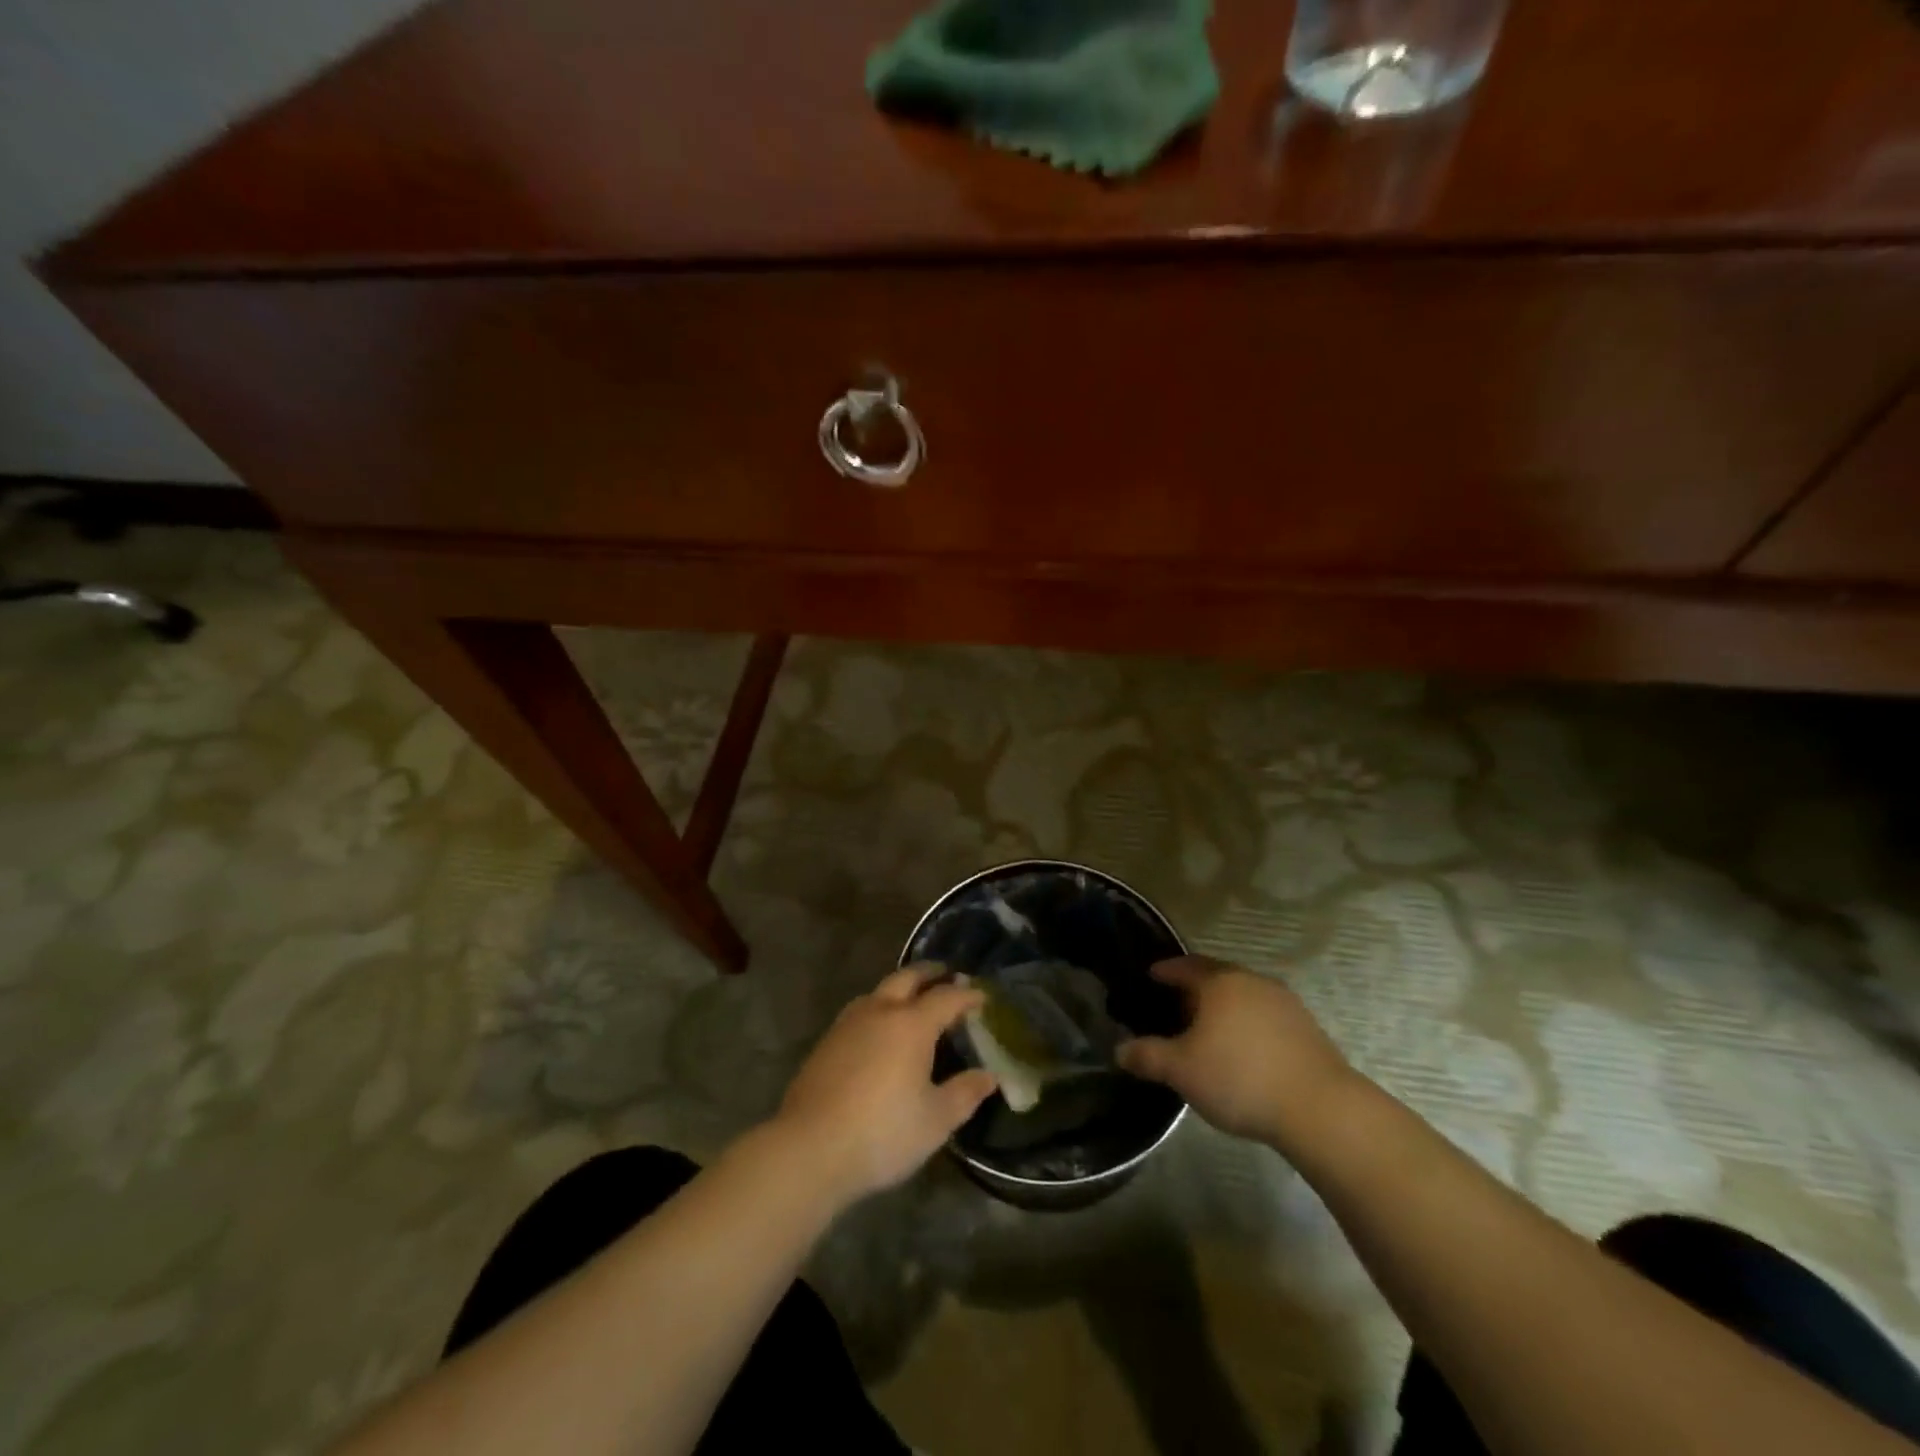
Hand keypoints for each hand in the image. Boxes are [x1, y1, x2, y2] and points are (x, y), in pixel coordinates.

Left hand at [773, 965, 996, 1206]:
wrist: (810, 1149)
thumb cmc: (883, 1133)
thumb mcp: (936, 1120)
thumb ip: (965, 1093)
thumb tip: (989, 1076)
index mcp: (911, 1024)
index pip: (946, 997)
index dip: (967, 995)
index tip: (982, 997)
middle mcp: (880, 1011)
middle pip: (908, 977)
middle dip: (930, 973)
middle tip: (947, 973)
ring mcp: (848, 1024)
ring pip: (879, 991)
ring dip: (900, 987)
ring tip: (913, 998)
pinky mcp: (826, 1042)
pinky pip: (860, 1010)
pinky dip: (879, 1007)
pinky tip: (879, 1029)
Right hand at [1117, 956, 1359, 1150]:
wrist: (1321, 1109)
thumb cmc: (1240, 1078)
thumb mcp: (1182, 1071)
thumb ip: (1148, 1056)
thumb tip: (1120, 1050)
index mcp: (1220, 982)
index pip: (1185, 965)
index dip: (1166, 970)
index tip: (1151, 975)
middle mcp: (1252, 981)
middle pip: (1217, 977)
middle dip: (1194, 988)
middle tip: (1175, 1005)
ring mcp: (1285, 1003)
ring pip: (1243, 996)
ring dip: (1224, 1007)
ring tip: (1208, 1029)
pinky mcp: (1307, 1028)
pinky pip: (1265, 1015)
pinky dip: (1247, 1024)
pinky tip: (1243, 1049)